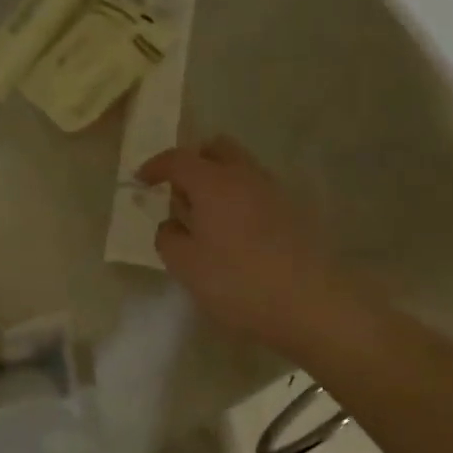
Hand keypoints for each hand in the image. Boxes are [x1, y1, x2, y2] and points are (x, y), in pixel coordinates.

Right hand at [139, 136, 351, 353]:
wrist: (311, 304)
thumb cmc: (238, 282)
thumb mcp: (185, 265)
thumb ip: (168, 238)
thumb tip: (173, 224)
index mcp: (213, 182)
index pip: (178, 159)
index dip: (155, 167)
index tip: (141, 181)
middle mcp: (245, 176)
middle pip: (217, 149)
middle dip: (193, 162)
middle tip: (179, 193)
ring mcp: (274, 192)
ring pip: (240, 169)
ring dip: (218, 182)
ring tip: (206, 219)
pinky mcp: (293, 213)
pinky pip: (256, 192)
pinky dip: (238, 200)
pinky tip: (233, 234)